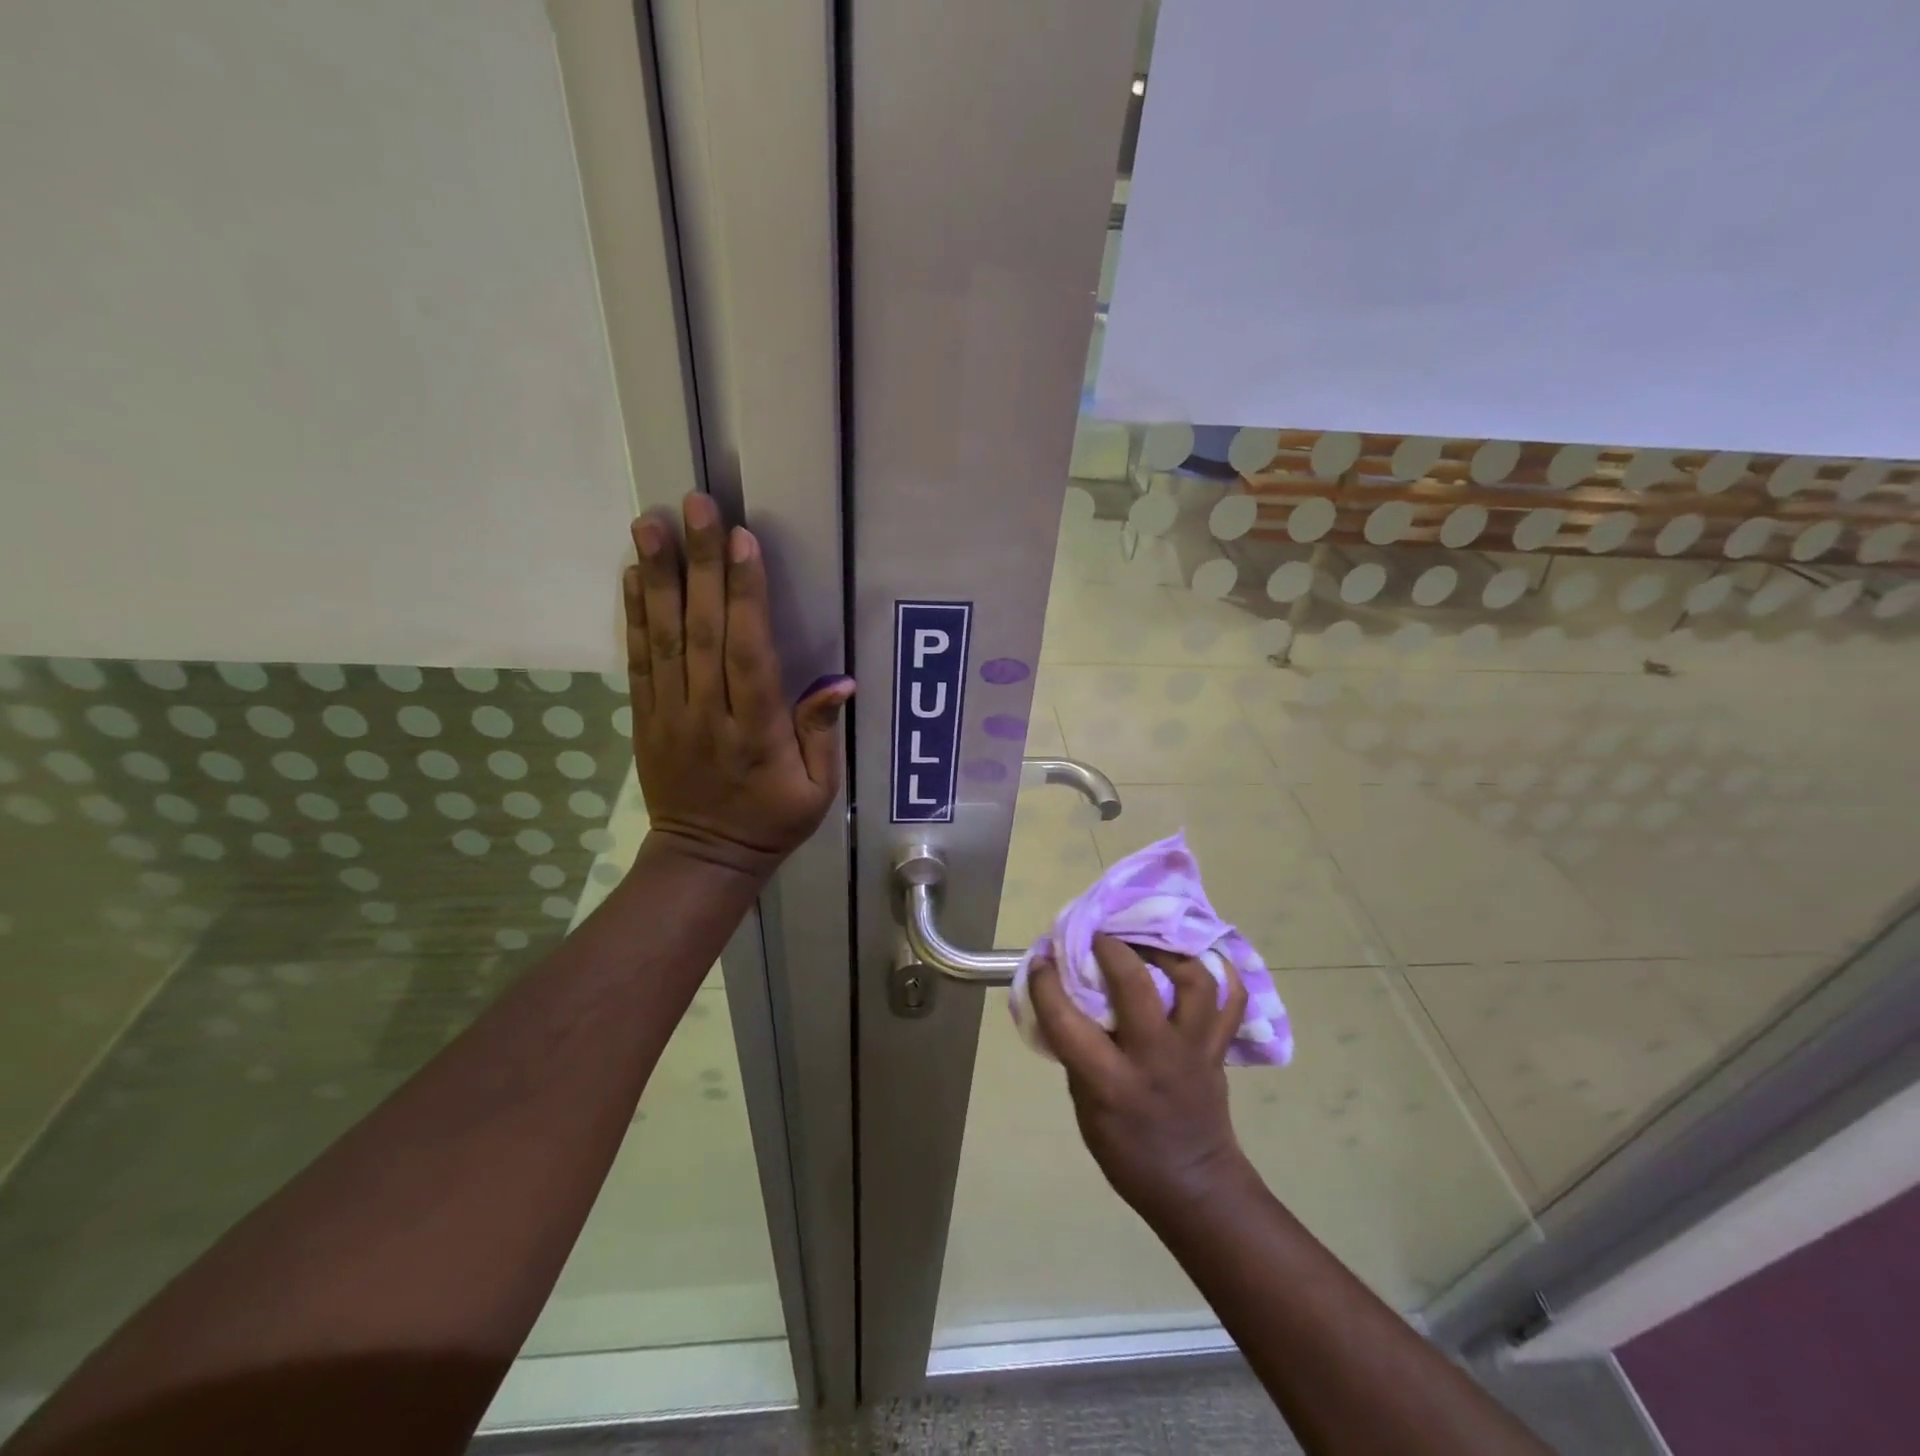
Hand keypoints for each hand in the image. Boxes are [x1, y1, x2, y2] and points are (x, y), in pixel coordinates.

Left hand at [623, 495, 852, 878]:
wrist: (704, 858)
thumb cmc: (772, 822)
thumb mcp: (818, 790)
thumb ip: (821, 734)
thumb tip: (840, 681)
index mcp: (755, 732)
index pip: (748, 653)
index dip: (746, 594)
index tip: (743, 539)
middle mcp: (707, 715)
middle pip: (703, 631)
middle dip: (700, 564)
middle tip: (695, 505)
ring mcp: (669, 715)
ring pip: (663, 638)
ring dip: (655, 578)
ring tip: (648, 523)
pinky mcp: (645, 718)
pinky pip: (638, 662)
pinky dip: (633, 616)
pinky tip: (631, 575)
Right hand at [1030, 935, 1252, 1224]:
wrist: (1195, 1187)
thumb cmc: (1128, 1152)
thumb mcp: (1085, 1108)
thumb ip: (1077, 1052)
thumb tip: (1065, 999)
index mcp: (1111, 1082)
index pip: (1068, 1021)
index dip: (1047, 984)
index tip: (1040, 960)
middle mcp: (1155, 1057)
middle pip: (1137, 984)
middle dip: (1112, 948)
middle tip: (1097, 936)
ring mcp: (1195, 1050)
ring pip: (1195, 981)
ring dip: (1170, 952)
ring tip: (1148, 941)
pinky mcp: (1219, 1049)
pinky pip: (1232, 1001)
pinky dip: (1222, 973)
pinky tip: (1200, 956)